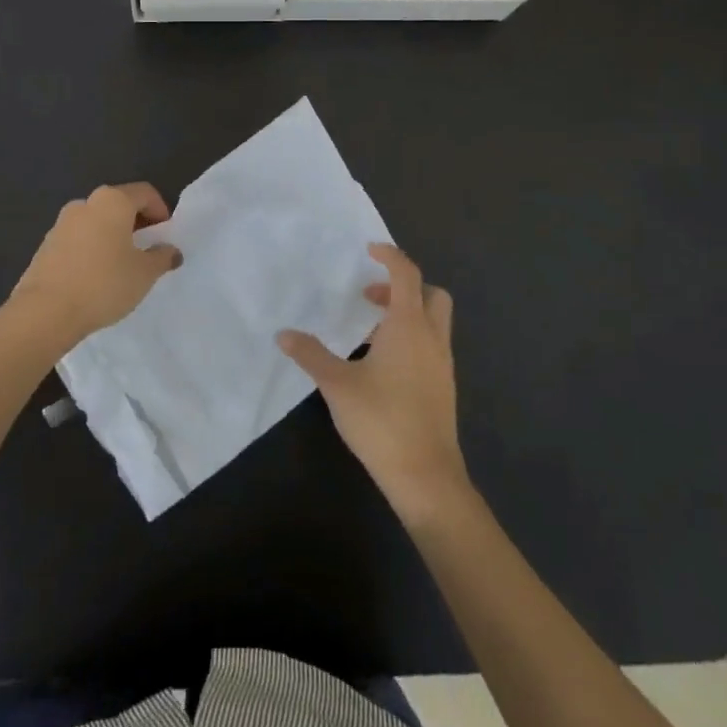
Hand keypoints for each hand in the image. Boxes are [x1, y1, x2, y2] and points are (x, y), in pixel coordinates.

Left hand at [8, 182, 182, 348]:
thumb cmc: (104, 284)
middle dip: (136, 223)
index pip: (144, 193)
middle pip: (119, 204)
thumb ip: (162, 257)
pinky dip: (92, 249)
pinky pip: (78, 239)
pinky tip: (96, 276)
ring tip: (121, 266)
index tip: (165, 235)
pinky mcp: (45, 245)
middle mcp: (85, 203)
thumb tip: (170, 250)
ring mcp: (61, 223)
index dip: (161, 210)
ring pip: (96, 222)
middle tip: (147, 250)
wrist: (45, 312)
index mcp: (112, 201)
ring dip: (112, 236)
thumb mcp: (145, 273)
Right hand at [278, 244, 471, 522]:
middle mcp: (432, 338)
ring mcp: (442, 364)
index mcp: (409, 327)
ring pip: (434, 322)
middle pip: (431, 294)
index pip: (406, 275)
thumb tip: (283, 334)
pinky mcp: (443, 387)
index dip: (390, 256)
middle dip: (404, 286)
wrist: (426, 476)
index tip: (370, 249)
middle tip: (369, 297)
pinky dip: (411, 338)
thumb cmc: (381, 420)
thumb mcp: (337, 385)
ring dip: (406, 314)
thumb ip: (311, 355)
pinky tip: (382, 365)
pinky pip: (431, 346)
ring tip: (368, 333)